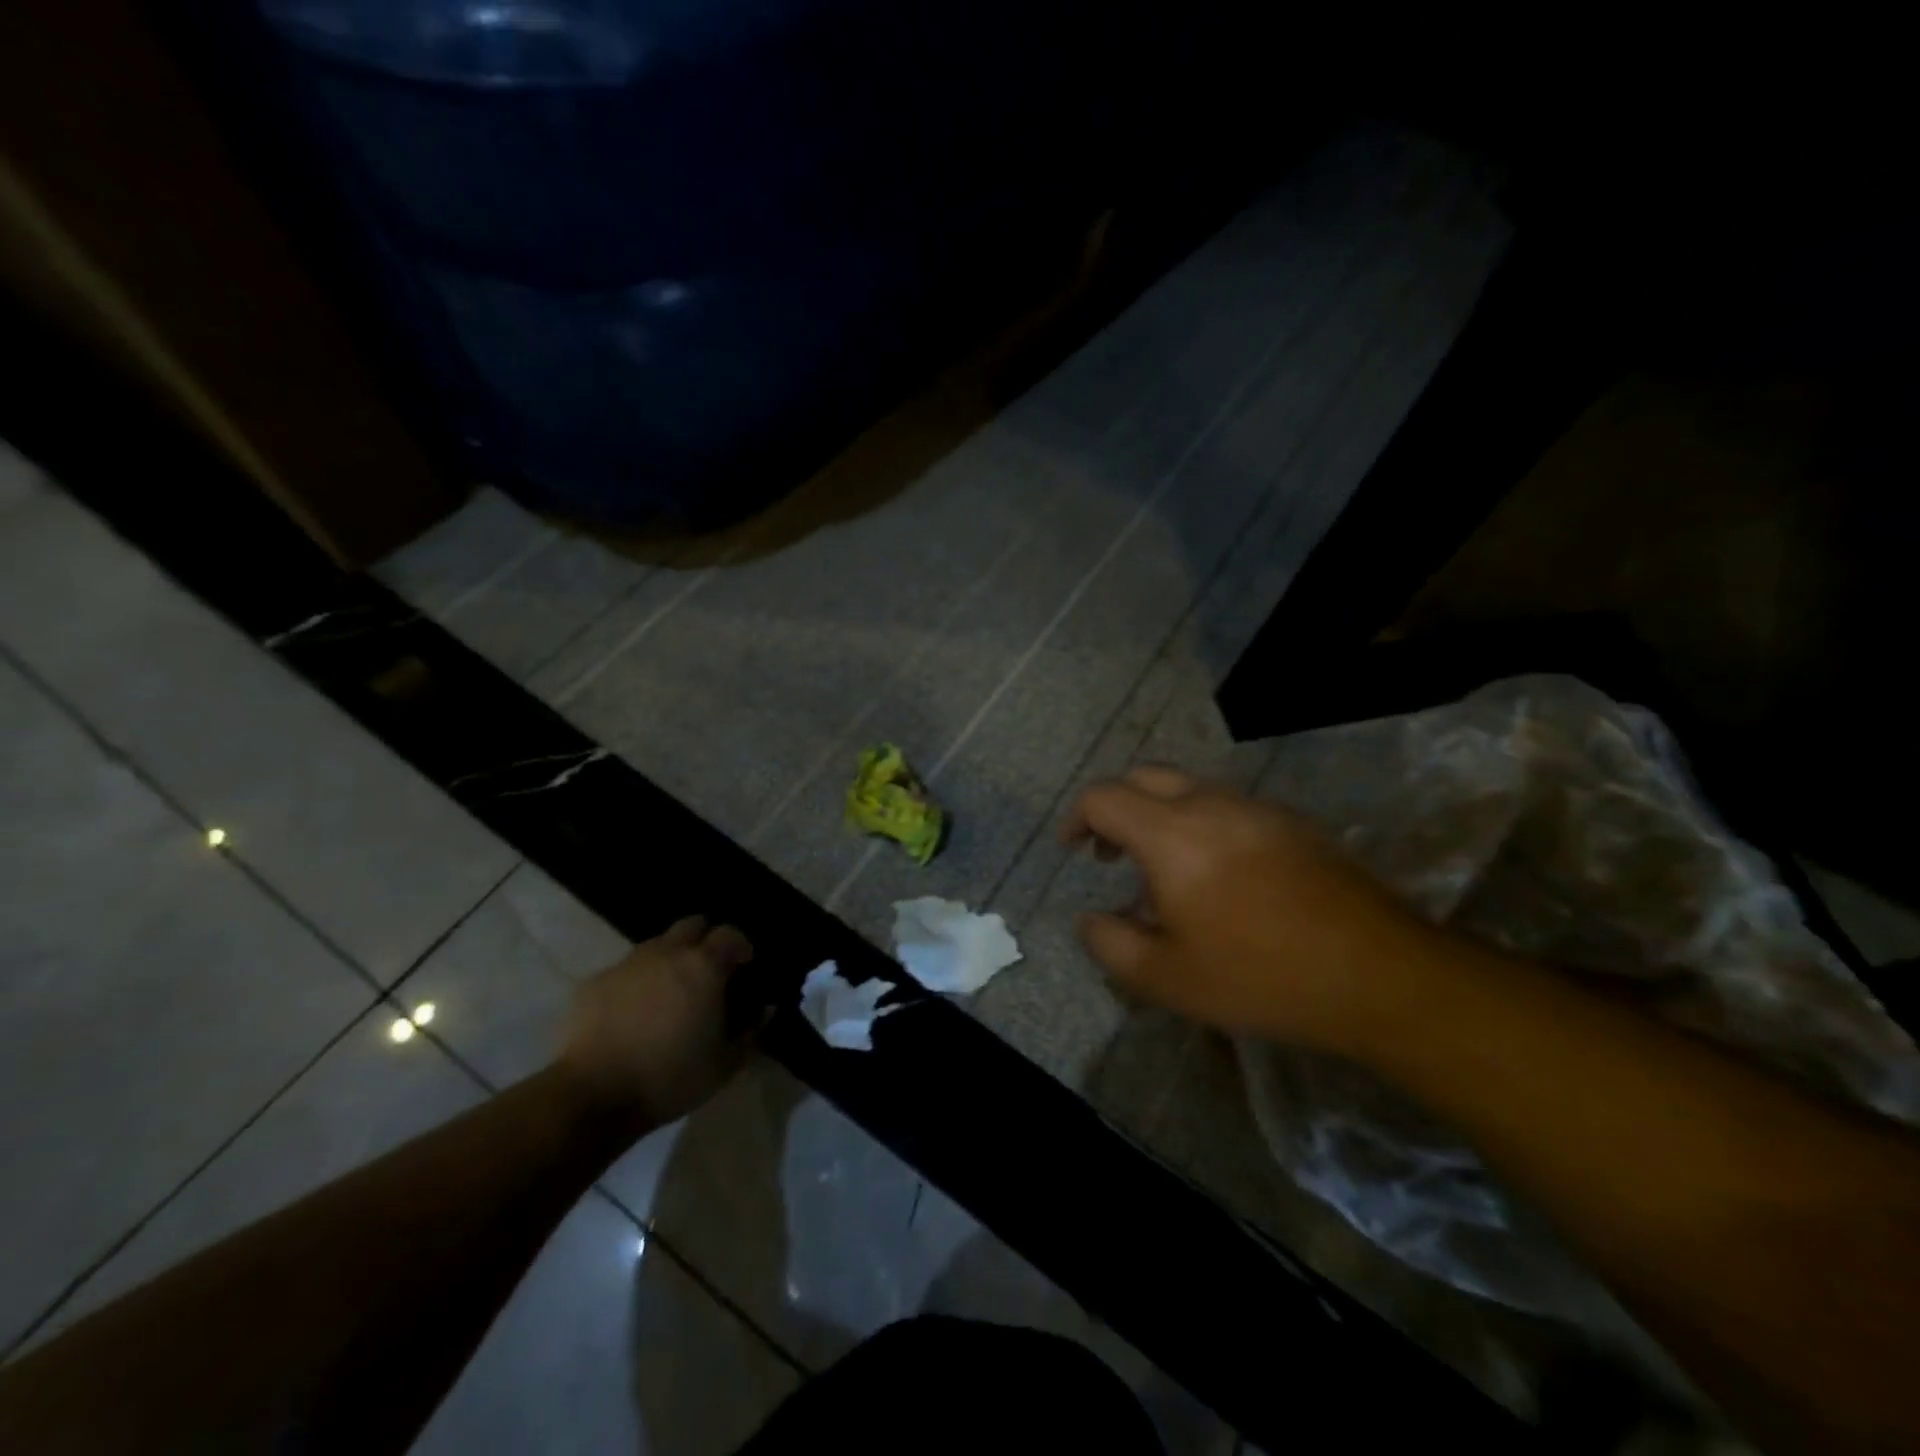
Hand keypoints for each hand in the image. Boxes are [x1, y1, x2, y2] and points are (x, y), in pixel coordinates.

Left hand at [559, 916, 755, 1123]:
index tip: (745, 967)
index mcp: (703, 965)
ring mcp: (627, 964)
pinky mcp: (593, 983)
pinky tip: (633, 1012)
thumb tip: (766, 1008)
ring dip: (670, 959)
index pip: (730, 934)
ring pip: (656, 945)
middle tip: (708, 972)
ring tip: (670, 993)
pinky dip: (637, 982)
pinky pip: (625, 970)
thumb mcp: (725, 1063)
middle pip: (692, 925)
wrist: (592, 1096)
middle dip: (704, 940)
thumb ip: (752, 1030)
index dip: (740, 946)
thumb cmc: (670, 1077)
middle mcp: (666, 953)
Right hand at [1061, 767, 1451, 1051]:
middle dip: (1115, 808)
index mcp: (1171, 833)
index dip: (1077, 819)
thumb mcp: (1166, 979)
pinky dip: (1201, 826)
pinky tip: (1220, 878)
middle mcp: (1211, 804)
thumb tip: (1090, 918)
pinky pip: (1229, 807)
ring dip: (1160, 817)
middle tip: (1111, 854)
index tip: (1073, 851)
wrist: (1378, 973)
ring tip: (1166, 876)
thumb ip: (1110, 944)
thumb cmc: (1260, 975)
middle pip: (1144, 777)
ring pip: (1189, 789)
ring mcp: (1258, 808)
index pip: (1104, 797)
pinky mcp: (1293, 823)